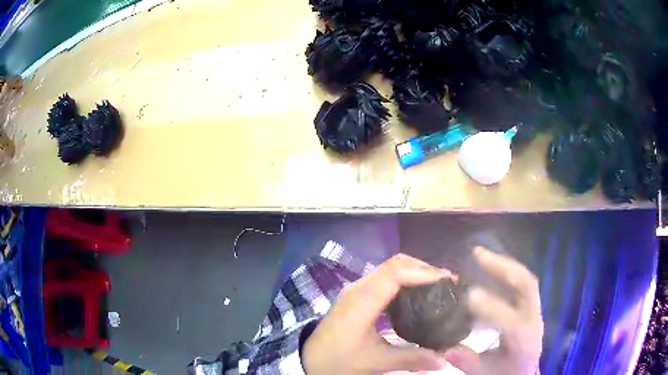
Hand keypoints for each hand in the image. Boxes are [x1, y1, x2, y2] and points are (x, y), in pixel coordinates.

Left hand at [302, 254, 453, 373]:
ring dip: (414, 272)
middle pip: (395, 264)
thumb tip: (444, 361)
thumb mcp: (376, 362)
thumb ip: (412, 359)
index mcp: (363, 301)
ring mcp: (356, 290)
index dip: (424, 272)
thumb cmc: (339, 360)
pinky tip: (416, 294)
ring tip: (437, 285)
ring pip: (389, 268)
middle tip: (447, 282)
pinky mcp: (357, 296)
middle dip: (424, 269)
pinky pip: (384, 278)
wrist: (310, 360)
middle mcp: (359, 288)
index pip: (396, 273)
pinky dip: (404, 279)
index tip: (448, 280)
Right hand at [443, 247, 543, 374]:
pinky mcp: (530, 305)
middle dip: (503, 267)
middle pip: (526, 285)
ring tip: (482, 254)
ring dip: (504, 264)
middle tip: (478, 254)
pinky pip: (522, 282)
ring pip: (525, 279)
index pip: (510, 319)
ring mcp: (534, 310)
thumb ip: (467, 361)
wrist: (524, 372)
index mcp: (523, 340)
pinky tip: (491, 267)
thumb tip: (445, 349)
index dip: (490, 306)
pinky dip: (507, 272)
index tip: (468, 295)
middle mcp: (533, 319)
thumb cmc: (504, 373)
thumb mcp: (484, 373)